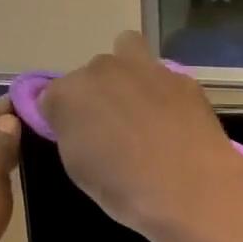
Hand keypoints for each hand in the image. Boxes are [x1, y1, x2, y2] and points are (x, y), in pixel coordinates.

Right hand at [40, 33, 242, 241]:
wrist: (191, 189)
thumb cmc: (125, 190)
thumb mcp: (81, 171)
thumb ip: (73, 135)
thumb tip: (80, 125)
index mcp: (69, 95)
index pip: (51, 97)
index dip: (63, 118)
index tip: (78, 137)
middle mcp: (103, 70)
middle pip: (91, 74)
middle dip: (98, 94)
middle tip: (114, 126)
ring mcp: (146, 68)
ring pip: (127, 50)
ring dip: (128, 73)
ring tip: (141, 105)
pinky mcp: (182, 77)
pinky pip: (164, 76)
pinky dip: (164, 91)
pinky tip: (175, 119)